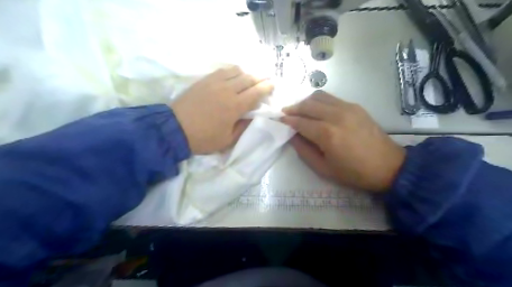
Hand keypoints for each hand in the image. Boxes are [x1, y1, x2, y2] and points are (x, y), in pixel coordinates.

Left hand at [171, 67, 273, 153]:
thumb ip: (243, 127)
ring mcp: (215, 83)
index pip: (256, 92)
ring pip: (236, 71)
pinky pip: (223, 70)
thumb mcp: (227, 140)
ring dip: (247, 73)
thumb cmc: (204, 138)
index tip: (272, 84)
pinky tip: (234, 74)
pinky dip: (232, 71)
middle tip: (266, 78)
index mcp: (235, 106)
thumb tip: (252, 116)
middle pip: (249, 78)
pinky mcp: (204, 80)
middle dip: (260, 78)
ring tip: (250, 77)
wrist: (175, 129)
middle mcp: (228, 90)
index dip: (267, 87)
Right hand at [282, 90, 405, 191]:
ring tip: (299, 109)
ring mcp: (347, 108)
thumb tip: (293, 136)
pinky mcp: (355, 106)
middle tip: (285, 113)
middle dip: (293, 108)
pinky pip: (331, 98)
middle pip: (307, 105)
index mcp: (327, 134)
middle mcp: (335, 115)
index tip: (278, 119)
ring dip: (305, 102)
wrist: (388, 166)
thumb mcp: (323, 169)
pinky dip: (319, 101)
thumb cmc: (353, 173)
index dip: (287, 120)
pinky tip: (317, 109)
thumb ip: (304, 151)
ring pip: (319, 96)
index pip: (300, 122)